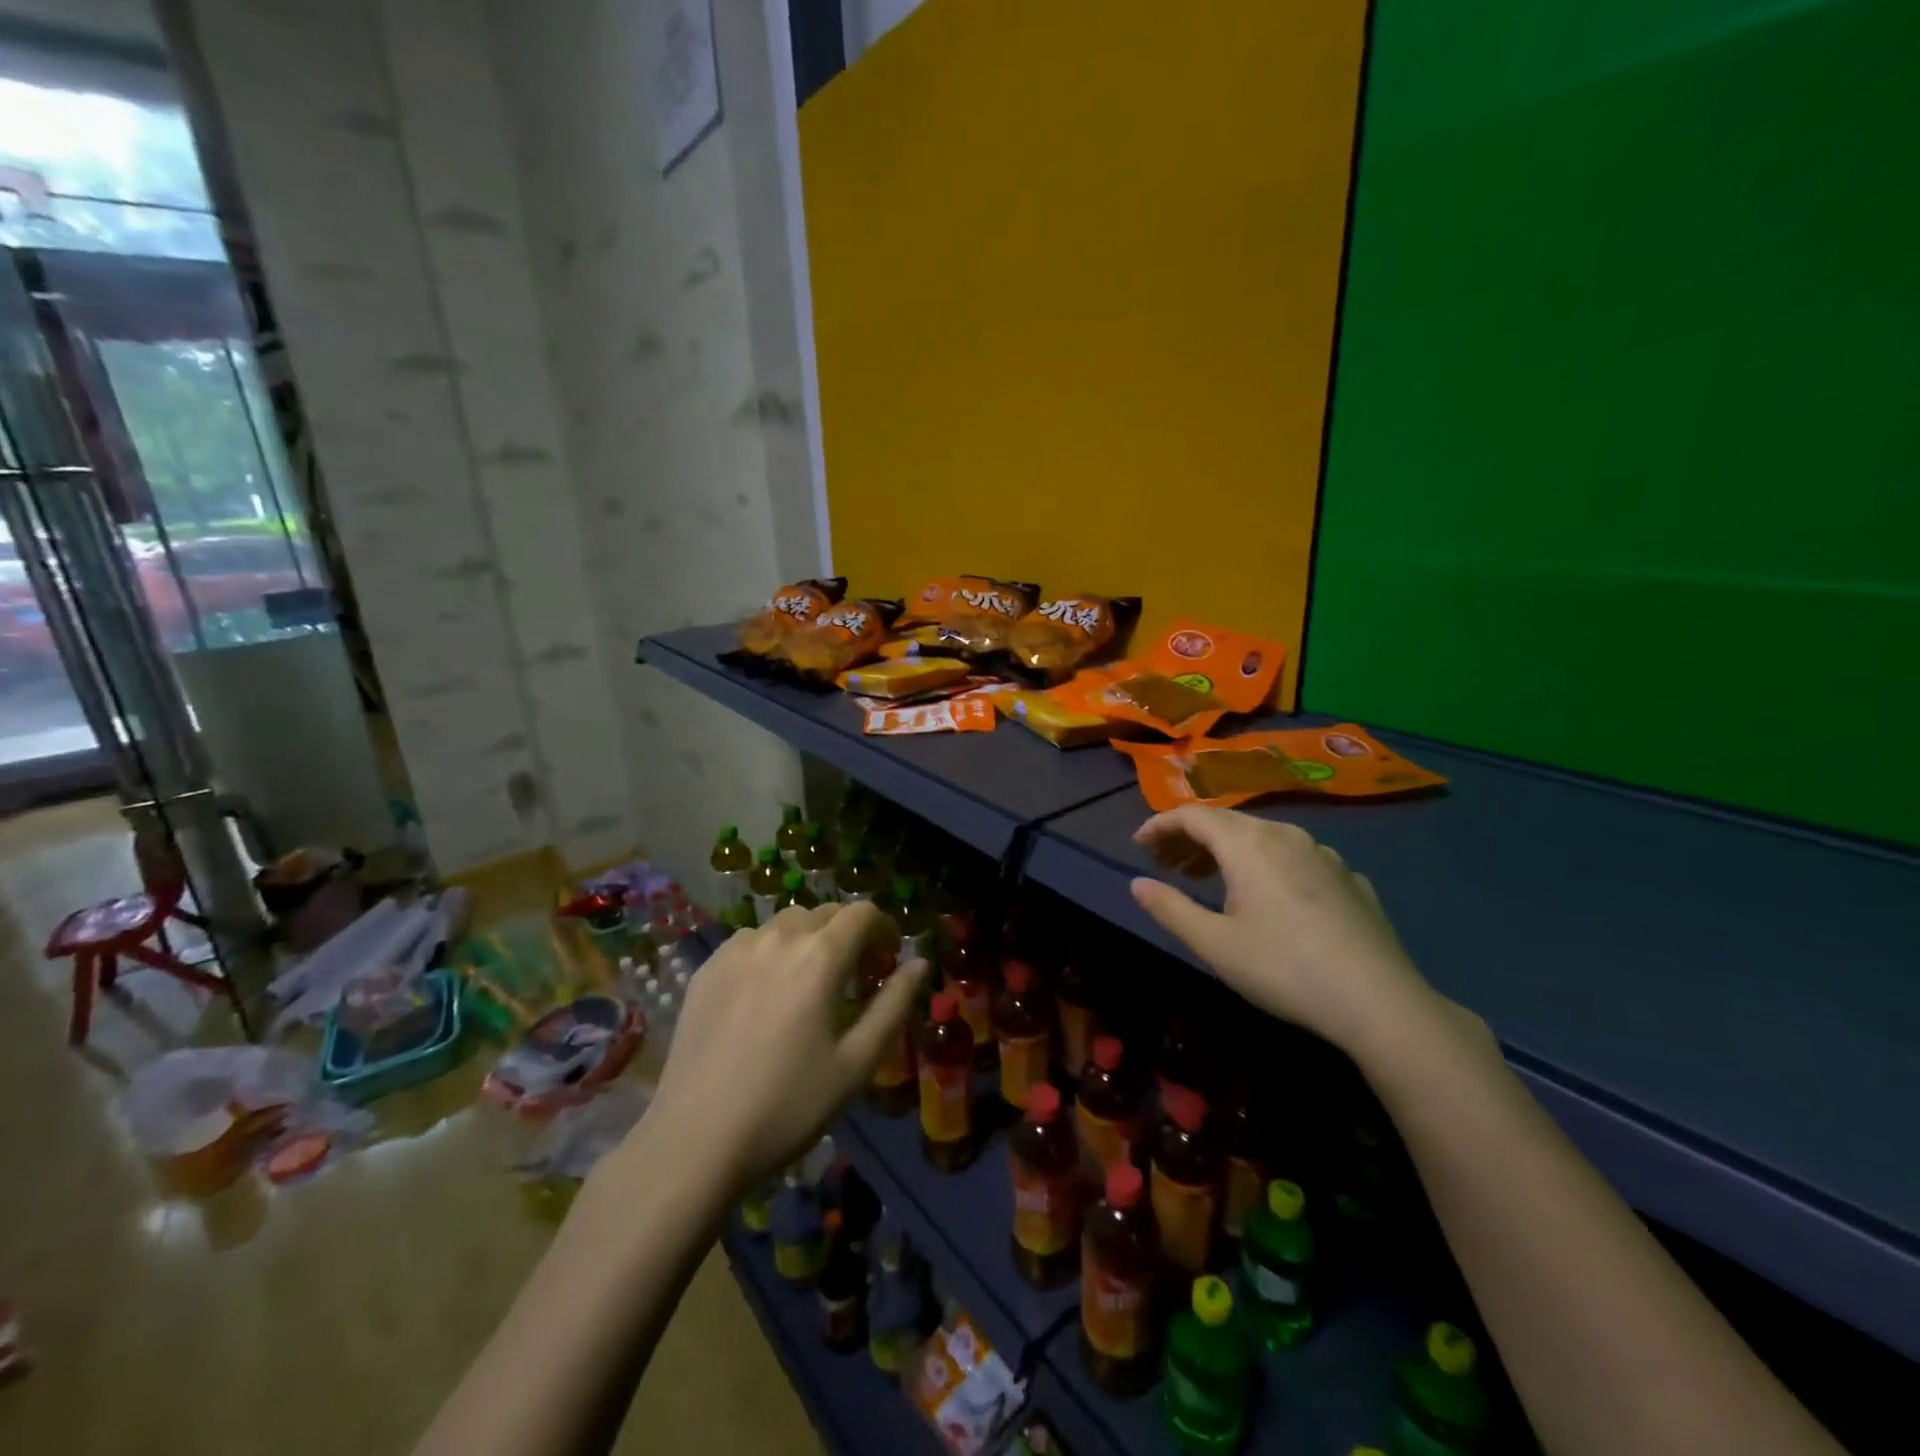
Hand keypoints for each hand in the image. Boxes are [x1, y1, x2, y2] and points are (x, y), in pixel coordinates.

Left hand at [639, 901, 925, 1194]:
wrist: (695, 1141)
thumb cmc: (788, 1105)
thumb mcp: (856, 1062)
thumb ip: (893, 1004)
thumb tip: (920, 963)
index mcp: (820, 956)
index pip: (862, 913)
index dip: (883, 929)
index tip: (887, 960)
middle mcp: (778, 938)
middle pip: (826, 913)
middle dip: (849, 934)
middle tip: (855, 977)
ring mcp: (736, 949)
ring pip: (786, 923)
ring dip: (809, 939)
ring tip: (809, 983)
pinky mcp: (706, 968)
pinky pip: (751, 941)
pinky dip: (772, 950)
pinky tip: (766, 993)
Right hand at [1129, 805, 1441, 1055]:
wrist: (1380, 1001)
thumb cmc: (1284, 969)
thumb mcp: (1214, 944)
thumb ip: (1170, 908)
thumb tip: (1137, 884)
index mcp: (1247, 845)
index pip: (1192, 816)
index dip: (1160, 825)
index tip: (1138, 846)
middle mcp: (1284, 835)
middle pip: (1226, 822)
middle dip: (1189, 837)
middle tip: (1165, 864)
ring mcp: (1323, 854)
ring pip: (1262, 836)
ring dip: (1226, 850)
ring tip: (1207, 877)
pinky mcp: (1349, 877)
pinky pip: (1294, 856)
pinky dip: (1265, 863)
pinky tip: (1268, 896)